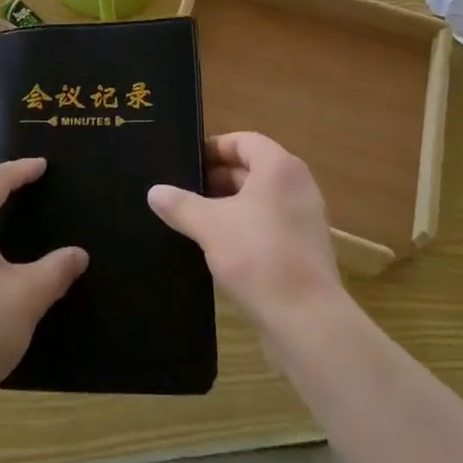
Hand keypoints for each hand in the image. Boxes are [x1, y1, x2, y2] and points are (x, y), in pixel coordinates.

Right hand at [147, 131, 343, 330]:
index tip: (185, 163)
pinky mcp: (304, 249)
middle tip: (182, 192)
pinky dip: (245, 227)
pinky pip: (269, 225)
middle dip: (216, 179)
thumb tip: (154, 191)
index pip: (243, 141)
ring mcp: (304, 218)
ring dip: (228, 205)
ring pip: (259, 200)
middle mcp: (297, 185)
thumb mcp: (210, 227)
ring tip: (193, 219)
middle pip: (252, 169)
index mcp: (279, 167)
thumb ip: (181, 205)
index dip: (213, 148)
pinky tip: (218, 247)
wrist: (307, 321)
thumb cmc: (258, 257)